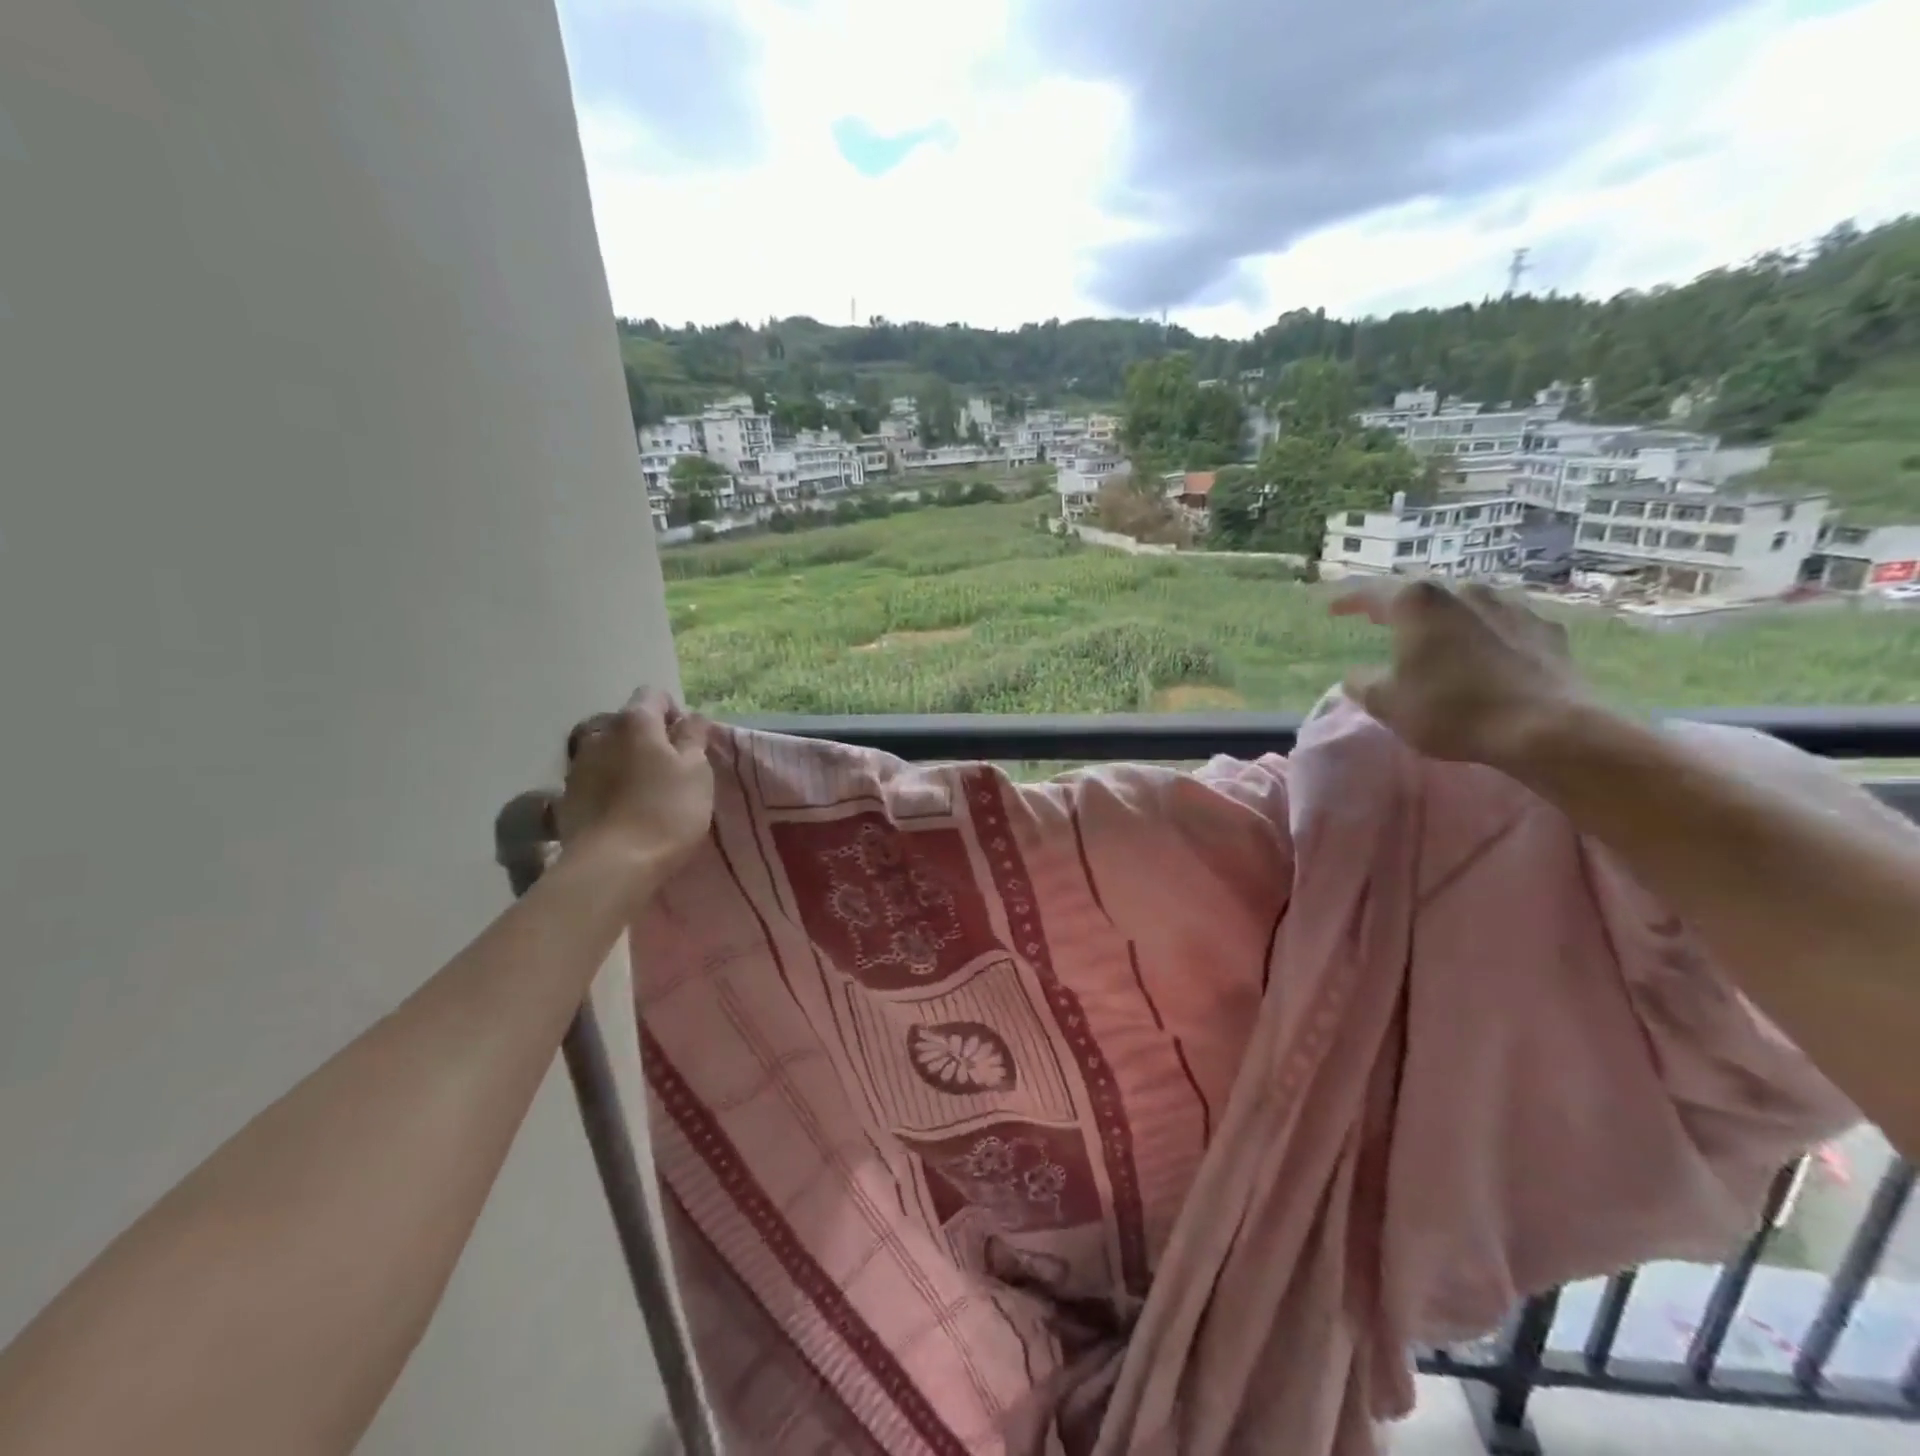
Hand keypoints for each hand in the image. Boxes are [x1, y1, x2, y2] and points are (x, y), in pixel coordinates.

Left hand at [556, 689, 714, 875]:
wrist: (613, 865)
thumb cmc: (666, 811)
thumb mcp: (697, 771)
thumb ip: (694, 737)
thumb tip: (690, 717)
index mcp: (635, 722)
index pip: (654, 695)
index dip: (674, 713)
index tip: (689, 742)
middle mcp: (600, 734)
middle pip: (628, 724)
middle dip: (649, 739)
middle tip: (671, 770)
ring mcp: (577, 767)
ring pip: (608, 752)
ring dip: (626, 763)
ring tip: (645, 794)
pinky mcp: (566, 799)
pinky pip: (594, 781)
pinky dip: (609, 788)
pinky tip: (624, 813)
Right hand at [1329, 580, 1589, 766]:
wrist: (1546, 728)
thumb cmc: (1452, 710)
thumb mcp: (1387, 703)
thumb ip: (1363, 683)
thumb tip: (1358, 675)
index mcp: (1419, 603)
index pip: (1371, 592)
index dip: (1348, 600)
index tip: (1333, 608)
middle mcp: (1464, 591)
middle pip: (1422, 594)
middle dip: (1399, 607)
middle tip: (1382, 620)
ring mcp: (1510, 606)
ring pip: (1465, 605)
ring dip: (1445, 618)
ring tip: (1435, 637)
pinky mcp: (1545, 629)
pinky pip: (1502, 624)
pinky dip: (1485, 634)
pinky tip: (1484, 652)